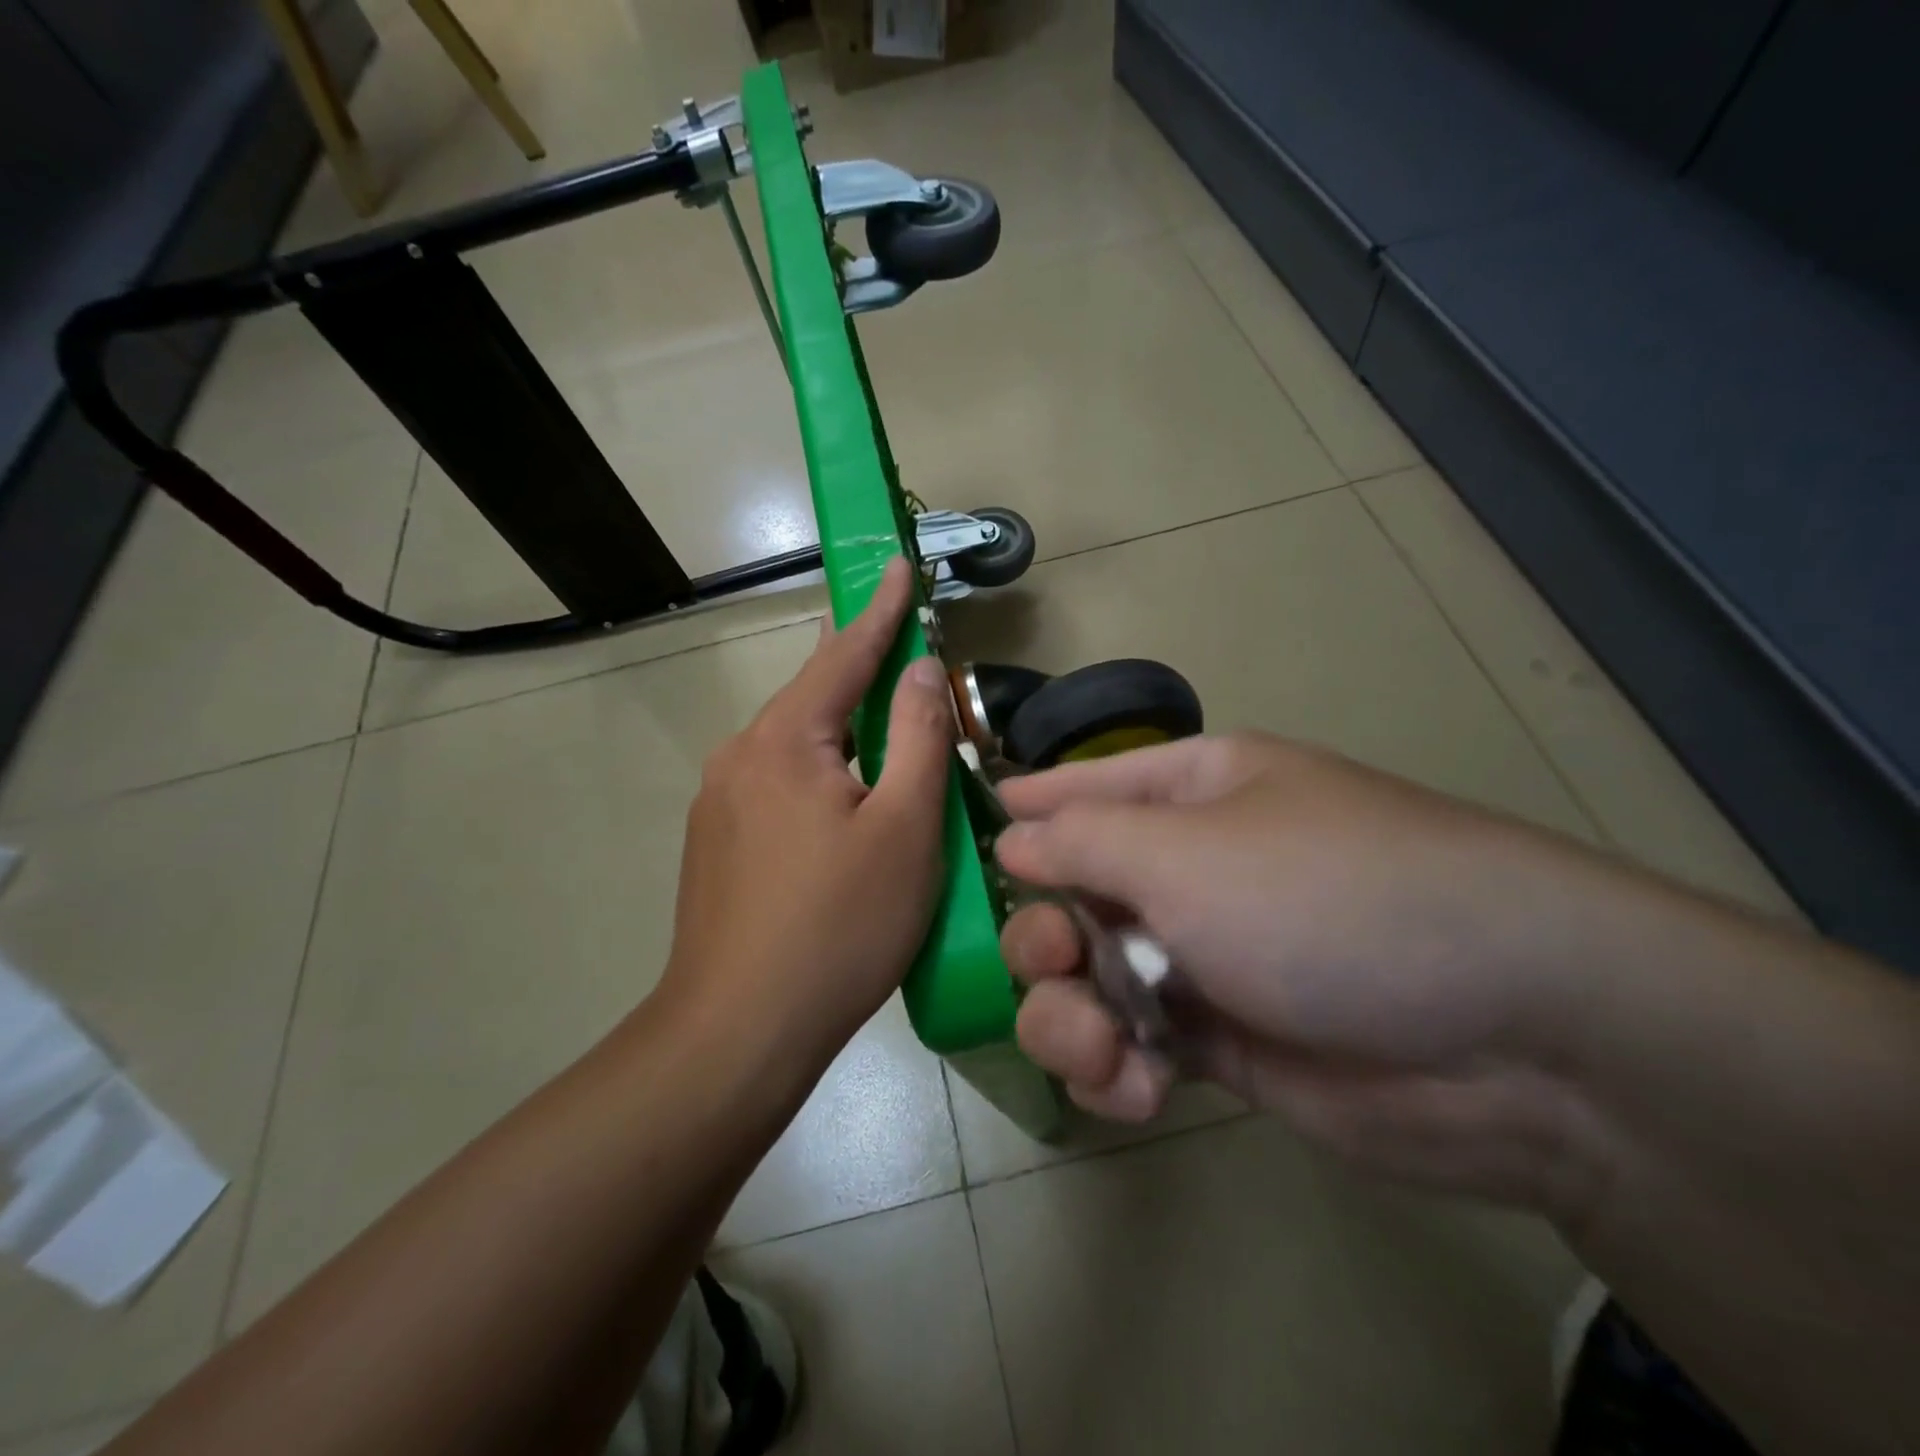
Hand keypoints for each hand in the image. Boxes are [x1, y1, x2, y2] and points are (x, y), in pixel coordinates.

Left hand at [661, 558, 953, 1065]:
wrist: (738, 1031)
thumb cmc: (838, 925)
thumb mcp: (903, 827)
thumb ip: (917, 737)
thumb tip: (919, 669)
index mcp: (783, 741)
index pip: (842, 655)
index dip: (878, 610)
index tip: (895, 563)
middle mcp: (738, 756)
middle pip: (812, 697)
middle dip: (858, 669)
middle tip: (900, 647)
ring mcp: (718, 802)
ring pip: (795, 744)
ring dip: (841, 729)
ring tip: (882, 727)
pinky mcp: (715, 843)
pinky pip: (777, 782)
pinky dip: (819, 771)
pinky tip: (841, 801)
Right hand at [996, 733, 1616, 1218]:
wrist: (1509, 1039)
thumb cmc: (1324, 898)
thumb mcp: (1187, 853)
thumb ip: (1081, 842)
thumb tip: (1012, 835)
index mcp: (1190, 794)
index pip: (1079, 788)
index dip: (1018, 810)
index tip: (960, 841)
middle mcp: (1190, 867)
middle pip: (1069, 895)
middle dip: (1043, 936)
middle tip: (1054, 965)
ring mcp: (1203, 956)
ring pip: (1088, 979)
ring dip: (1071, 1019)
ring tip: (1104, 1054)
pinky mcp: (1220, 1041)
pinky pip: (1129, 1046)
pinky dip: (1117, 1070)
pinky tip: (1138, 1091)